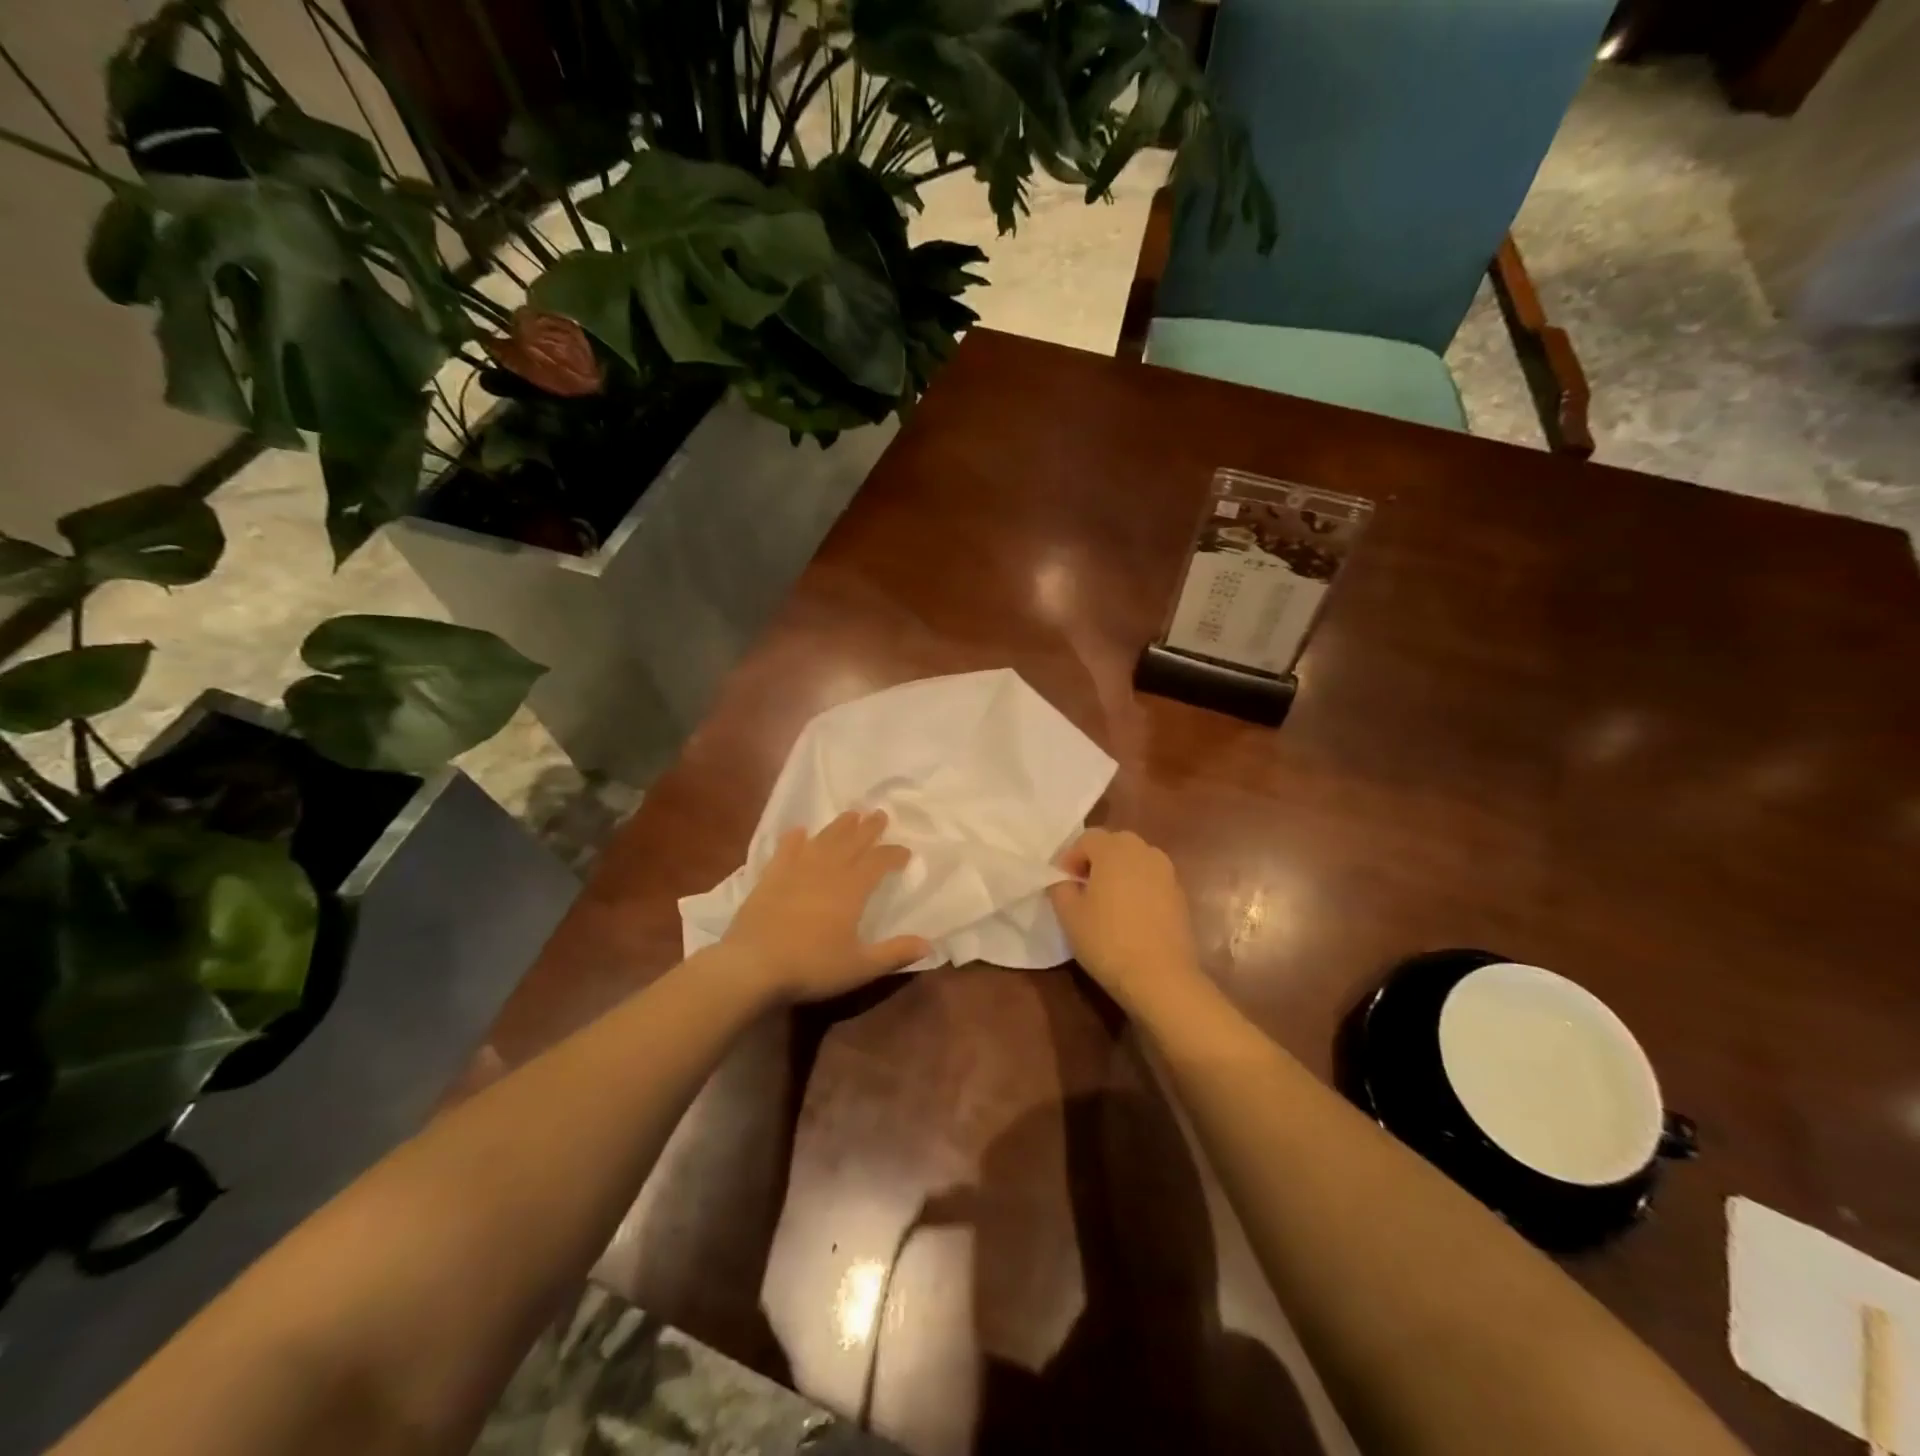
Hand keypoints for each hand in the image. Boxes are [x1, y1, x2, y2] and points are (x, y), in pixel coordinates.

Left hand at [720, 810, 929, 1003]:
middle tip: (880, 814)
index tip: (905, 852)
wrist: (754, 965)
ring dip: (839, 826)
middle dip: (869, 828)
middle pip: (852, 842)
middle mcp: (827, 871)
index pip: (879, 862)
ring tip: (850, 814)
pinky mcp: (770, 877)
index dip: (894, 854)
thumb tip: (929, 945)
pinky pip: (785, 850)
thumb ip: (894, 953)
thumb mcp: (860, 967)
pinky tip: (798, 831)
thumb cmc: (812, 966)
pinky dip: (794, 839)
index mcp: (852, 889)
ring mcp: (796, 871)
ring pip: (823, 840)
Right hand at [1048, 828, 1205, 1012]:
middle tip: (1082, 889)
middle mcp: (1143, 851)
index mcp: (1114, 849)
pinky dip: (1137, 888)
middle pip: (1113, 844)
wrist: (1160, 977)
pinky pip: (1151, 880)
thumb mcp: (1068, 914)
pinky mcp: (1180, 894)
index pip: (1086, 838)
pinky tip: (1129, 916)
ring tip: (1106, 903)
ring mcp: (1166, 872)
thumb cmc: (1107, 940)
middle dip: (1095, 861)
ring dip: (1118, 874)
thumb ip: (1060, 887)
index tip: (1062, 884)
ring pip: (1134, 861)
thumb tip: (1065, 880)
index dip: (1069, 858)